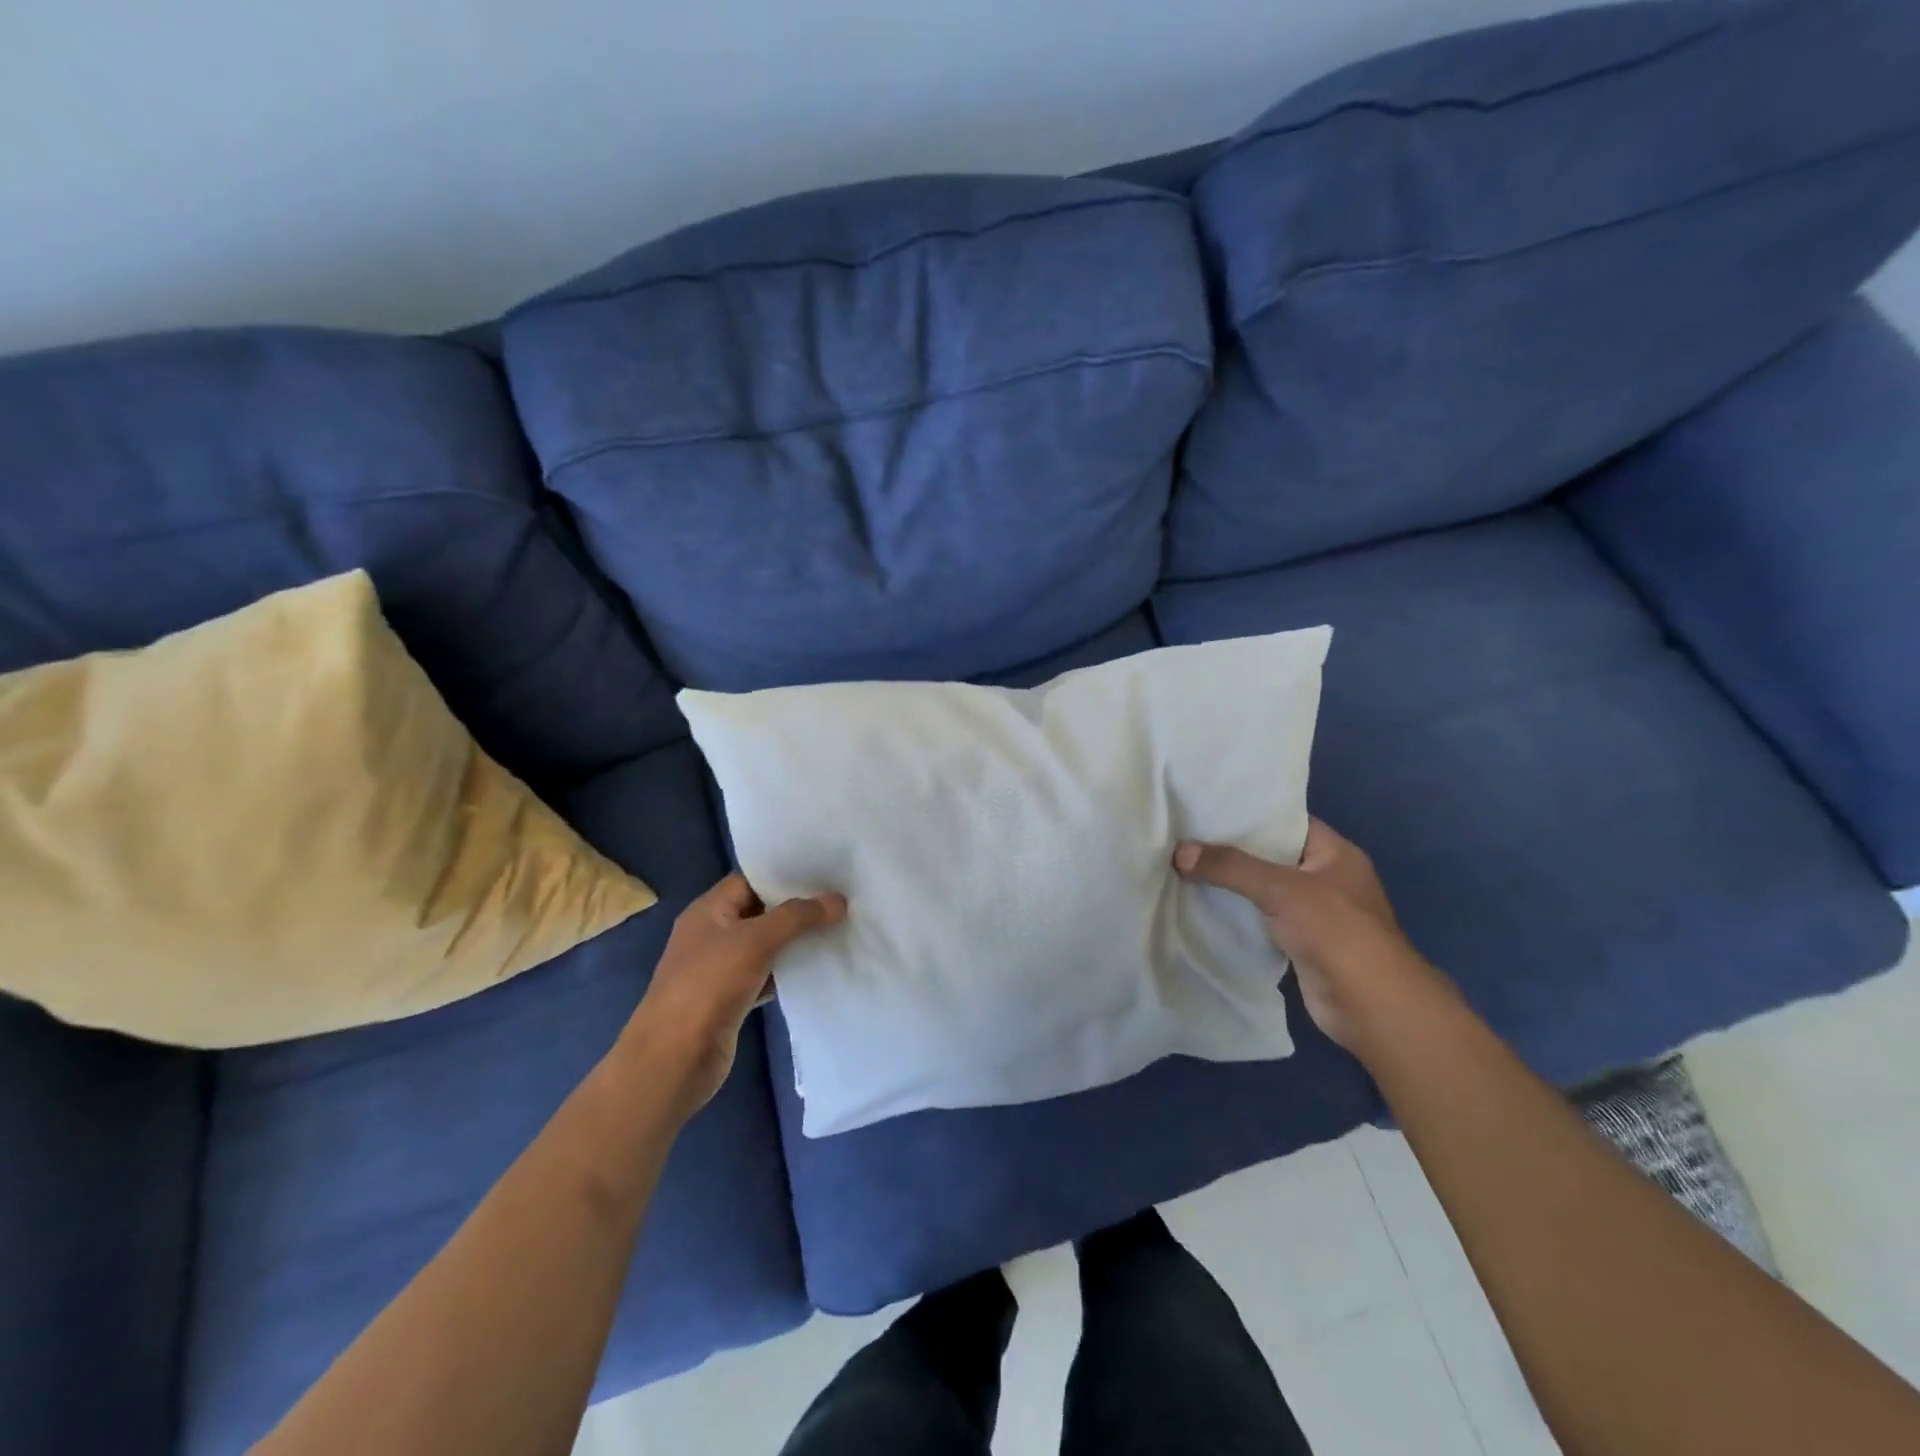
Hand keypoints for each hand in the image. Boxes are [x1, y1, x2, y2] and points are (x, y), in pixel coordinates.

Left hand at [622, 874, 845, 1115]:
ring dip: (795, 942)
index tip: (823, 873)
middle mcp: (712, 934)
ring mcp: (720, 969)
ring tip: (838, 929)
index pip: (750, 880)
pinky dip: (788, 973)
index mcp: (708, 911)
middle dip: (796, 908)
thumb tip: (838, 899)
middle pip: (760, 912)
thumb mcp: (755, 941)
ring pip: (765, 946)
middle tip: (839, 900)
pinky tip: (818, 969)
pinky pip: (766, 976)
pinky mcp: (731, 1000)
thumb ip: (797, 917)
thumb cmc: (708, 986)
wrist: (674, 1059)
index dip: (784, 875)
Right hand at [1174, 819, 1445, 1052]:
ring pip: (1262, 890)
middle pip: (1270, 856)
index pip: (1287, 822)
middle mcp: (1326, 878)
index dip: (1249, 814)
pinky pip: (1260, 920)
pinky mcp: (1299, 944)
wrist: (1370, 1006)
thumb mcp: (1281, 889)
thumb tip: (1180, 852)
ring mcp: (1314, 914)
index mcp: (1335, 853)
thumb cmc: (1336, 932)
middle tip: (1184, 837)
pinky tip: (1200, 907)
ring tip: (1182, 867)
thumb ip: (1231, 868)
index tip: (1206, 809)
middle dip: (1230, 850)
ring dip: (1230, 885)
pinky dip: (1235, 916)